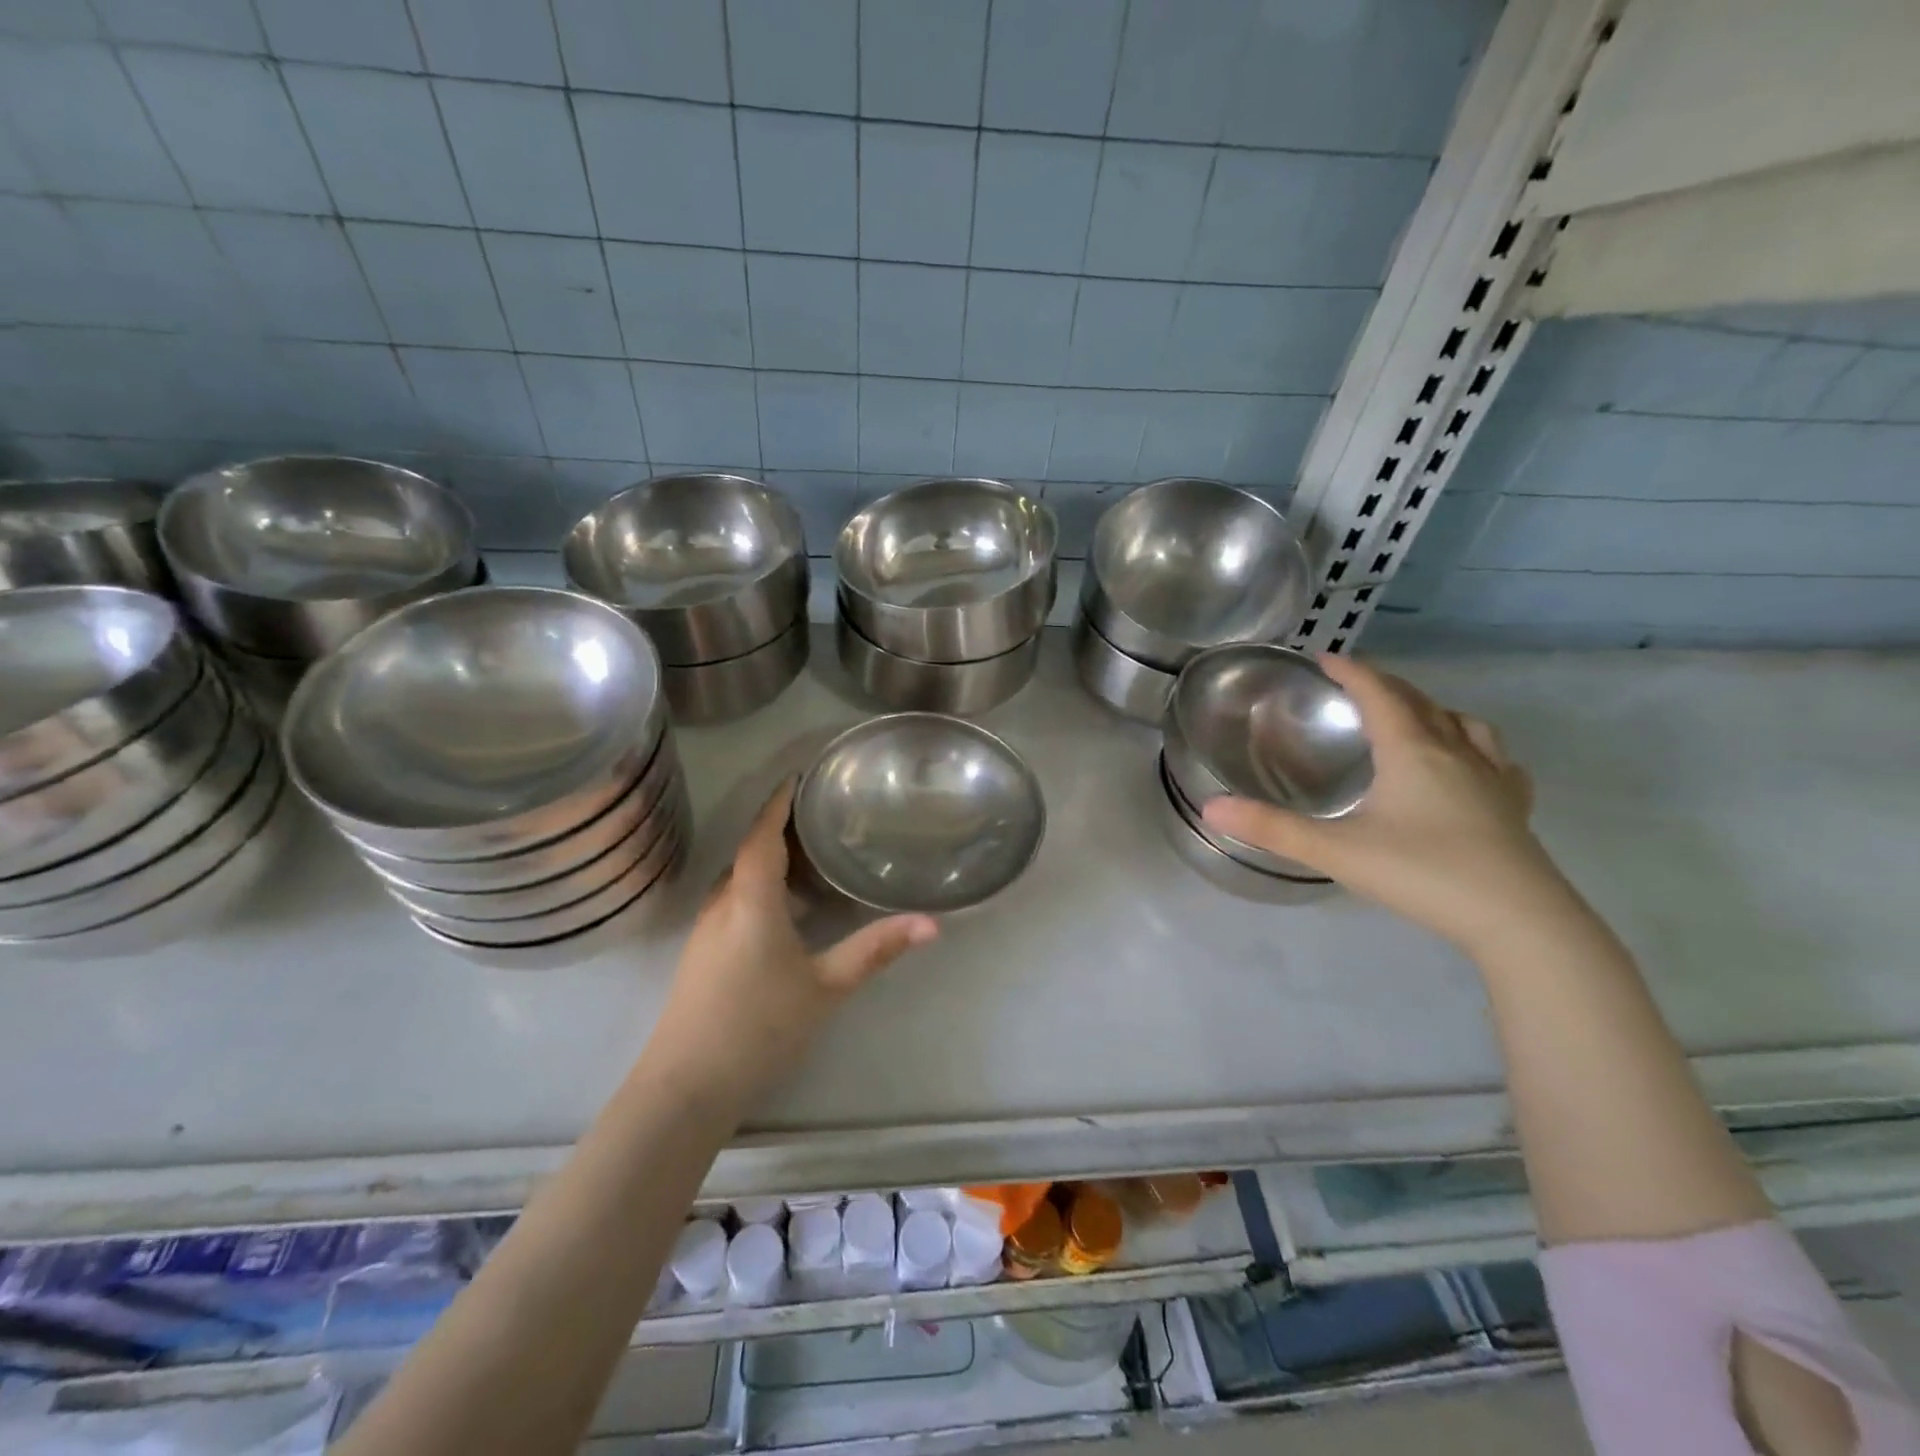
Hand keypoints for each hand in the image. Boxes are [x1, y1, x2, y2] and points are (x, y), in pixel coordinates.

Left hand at [652, 781, 937, 1103]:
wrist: (686, 1086)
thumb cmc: (759, 1027)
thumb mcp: (827, 987)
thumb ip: (876, 950)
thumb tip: (932, 923)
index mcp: (751, 899)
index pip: (763, 835)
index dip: (779, 802)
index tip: (800, 777)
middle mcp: (723, 904)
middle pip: (750, 851)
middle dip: (780, 827)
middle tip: (820, 814)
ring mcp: (706, 931)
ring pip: (739, 878)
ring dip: (769, 858)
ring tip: (809, 853)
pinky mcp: (701, 955)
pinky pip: (734, 900)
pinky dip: (759, 886)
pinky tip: (784, 907)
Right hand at [1202, 656, 1570, 951]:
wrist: (1520, 921)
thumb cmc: (1424, 874)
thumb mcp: (1336, 851)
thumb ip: (1272, 829)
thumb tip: (1211, 807)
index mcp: (1412, 751)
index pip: (1378, 693)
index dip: (1350, 671)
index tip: (1324, 657)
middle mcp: (1454, 752)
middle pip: (1418, 702)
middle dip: (1384, 686)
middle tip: (1355, 686)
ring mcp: (1492, 778)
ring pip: (1462, 724)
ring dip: (1431, 710)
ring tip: (1412, 717)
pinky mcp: (1514, 807)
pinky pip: (1496, 759)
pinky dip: (1475, 747)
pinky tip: (1472, 765)